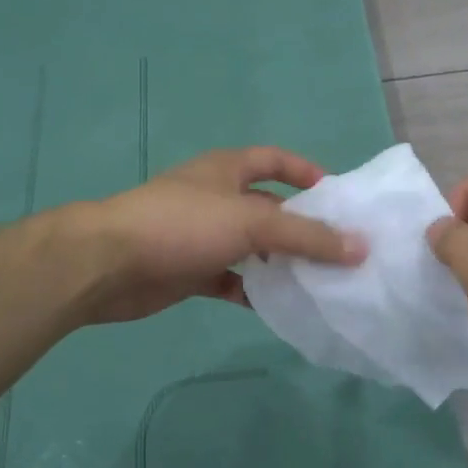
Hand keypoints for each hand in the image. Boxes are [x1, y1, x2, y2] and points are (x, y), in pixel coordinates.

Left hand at [70, 147, 366, 324]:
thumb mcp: (252, 223)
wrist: (107, 264)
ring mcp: (200, 236)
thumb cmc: (182, 225)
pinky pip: (230, 280)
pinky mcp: (188, 272)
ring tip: (317, 281)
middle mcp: (215, 198)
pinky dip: (251, 292)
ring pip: (250, 248)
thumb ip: (307, 236)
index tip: (337, 196)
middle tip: (338, 250)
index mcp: (226, 170)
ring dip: (278, 263)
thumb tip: (361, 247)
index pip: (274, 160)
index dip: (305, 171)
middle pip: (267, 208)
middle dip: (299, 226)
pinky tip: (276, 308)